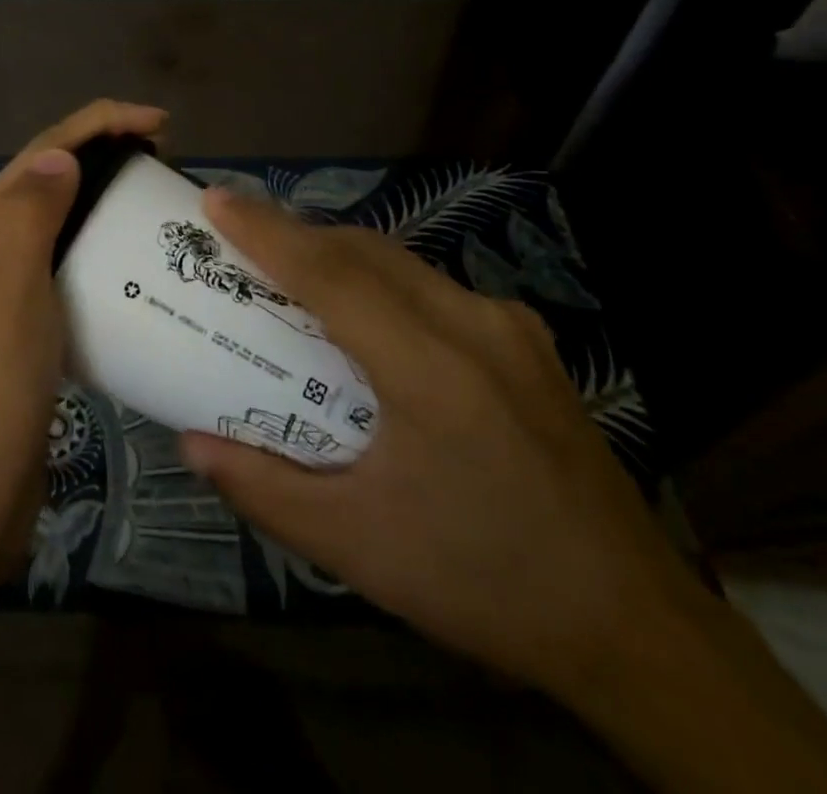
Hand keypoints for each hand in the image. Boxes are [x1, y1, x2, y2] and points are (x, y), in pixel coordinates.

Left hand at [0, 99, 168, 585]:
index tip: (160, 123)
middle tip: (166, 158)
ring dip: (103, 196)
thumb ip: (28, 217)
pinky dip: (100, 245)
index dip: (99, 124)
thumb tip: (62, 155)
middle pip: (49, 178)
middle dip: (103, 152)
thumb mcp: (10, 293)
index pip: (42, 152)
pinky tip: (134, 259)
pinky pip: (66, 262)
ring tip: (156, 197)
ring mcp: (2, 285)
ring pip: (59, 218)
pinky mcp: (23, 322)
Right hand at [178, 188, 695, 700]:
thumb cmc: (483, 582)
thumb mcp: (357, 546)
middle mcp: (475, 326)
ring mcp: (509, 328)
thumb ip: (263, 488)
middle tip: (239, 238)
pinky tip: (365, 316)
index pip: (331, 274)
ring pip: (402, 262)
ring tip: (289, 272)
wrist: (635, 628)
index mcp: (432, 370)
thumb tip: (191, 444)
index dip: (266, 231)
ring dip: (338, 255)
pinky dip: (381, 280)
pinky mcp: (527, 343)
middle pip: (365, 252)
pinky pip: (434, 286)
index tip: (215, 199)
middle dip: (296, 234)